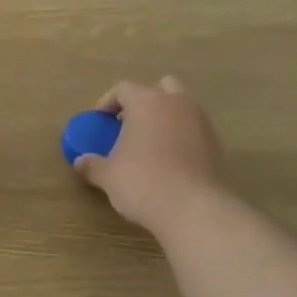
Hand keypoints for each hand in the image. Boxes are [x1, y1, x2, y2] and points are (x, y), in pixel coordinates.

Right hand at [73, 76, 225, 237]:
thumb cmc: (142, 182)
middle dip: (145, 100)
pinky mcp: (216, 144)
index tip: (98, 121)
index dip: (107, 102)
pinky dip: (181, 137)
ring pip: (182, 107)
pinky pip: (194, 130)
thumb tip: (80, 162)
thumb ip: (92, 164)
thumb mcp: (108, 175)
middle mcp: (177, 103)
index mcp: (146, 102)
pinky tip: (169, 161)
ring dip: (166, 118)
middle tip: (129, 123)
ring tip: (149, 144)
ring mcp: (201, 122)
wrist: (193, 209)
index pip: (123, 89)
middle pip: (161, 87)